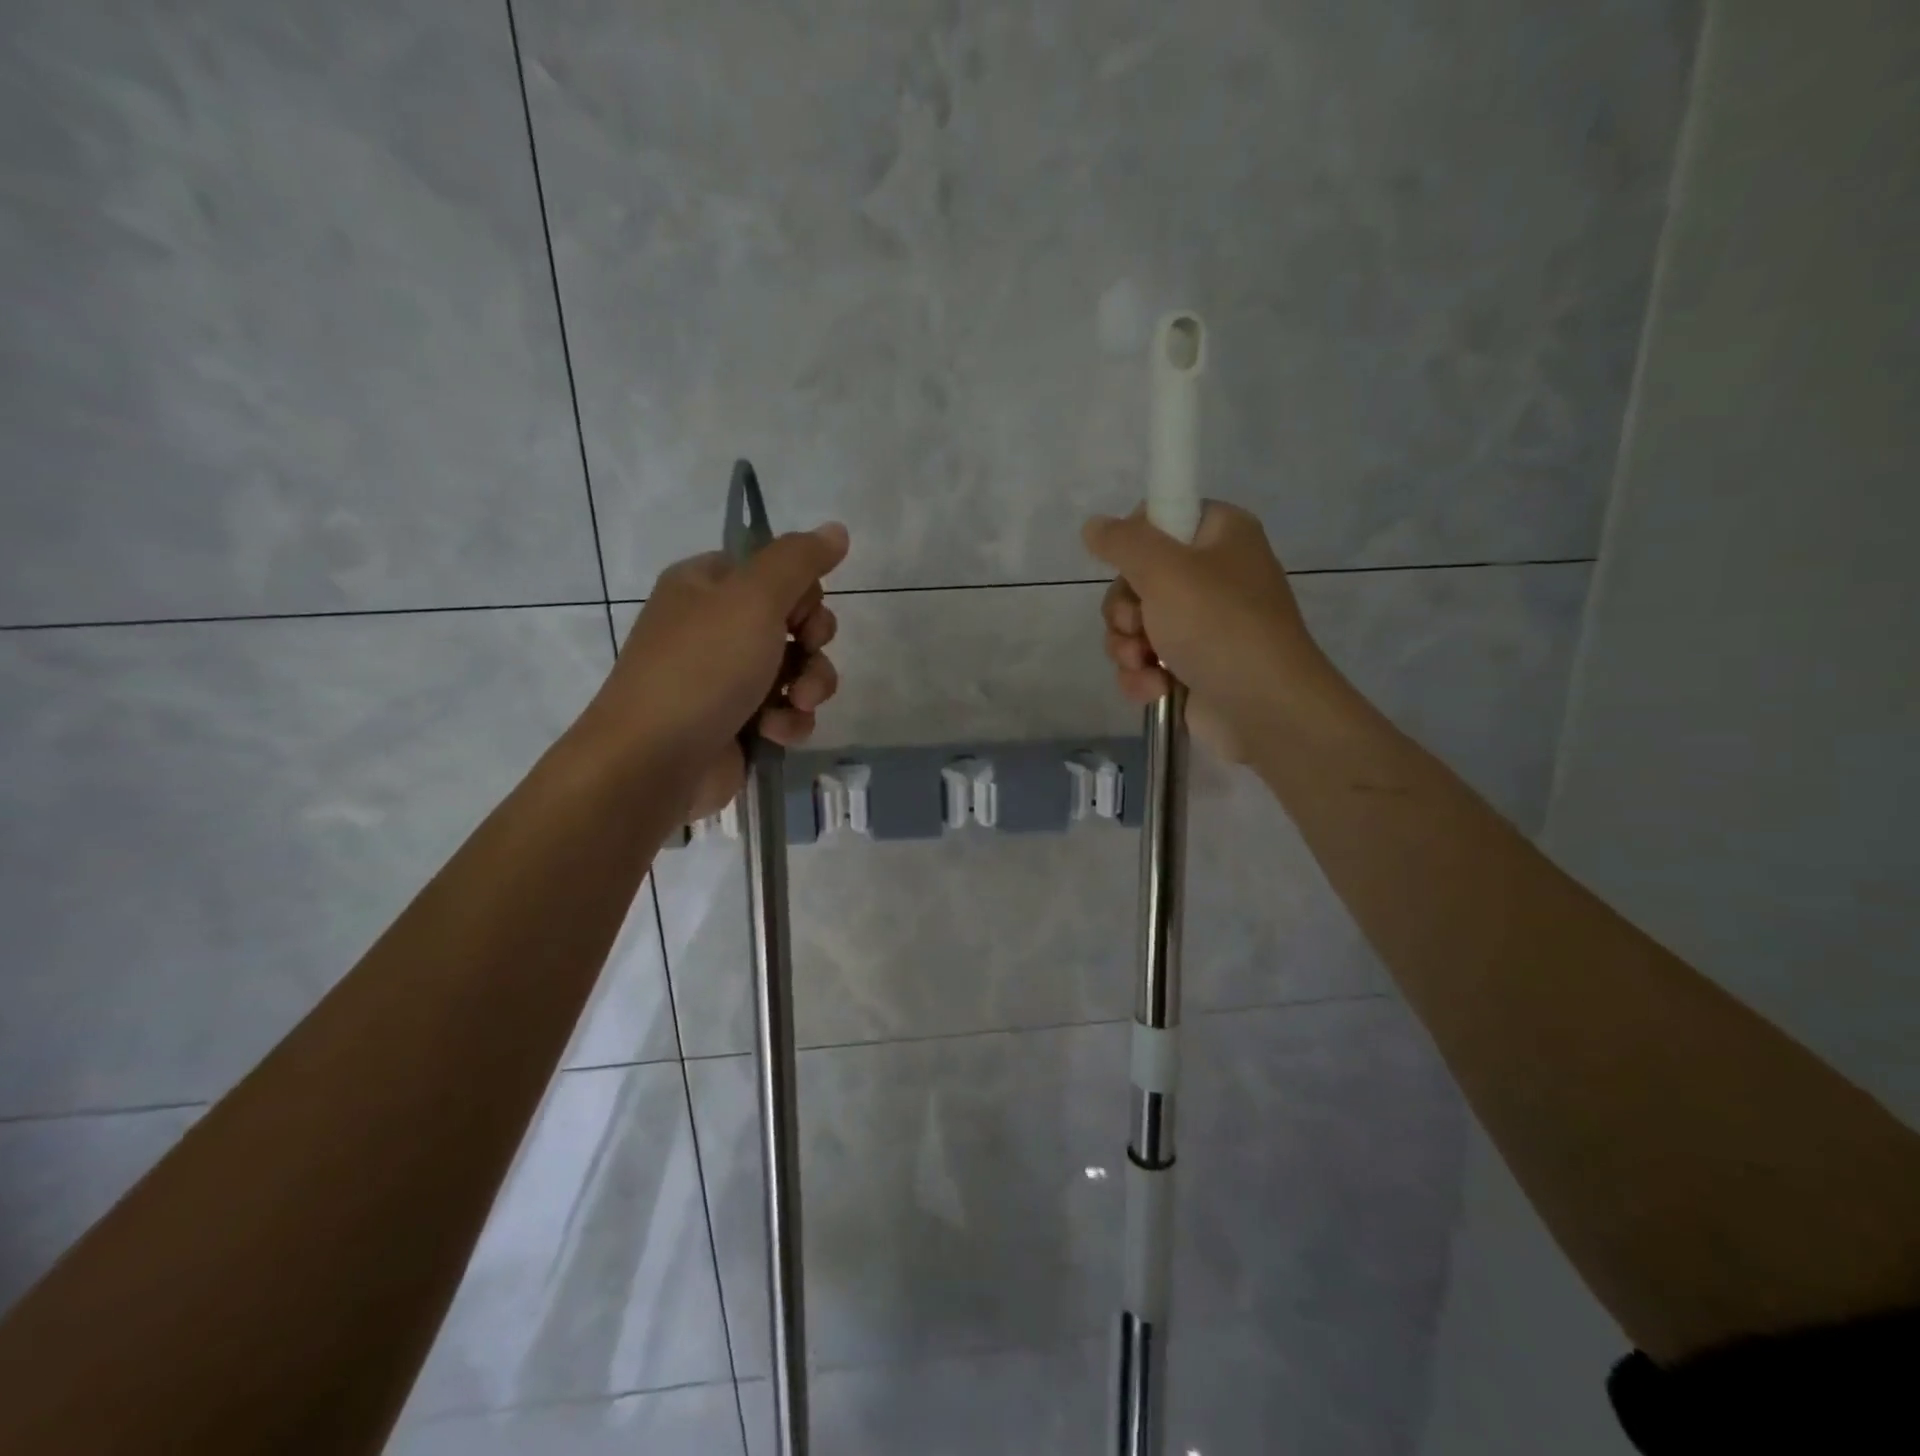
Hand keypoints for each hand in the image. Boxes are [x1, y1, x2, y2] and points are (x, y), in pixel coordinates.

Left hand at [579, 523, 849, 818]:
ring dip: (809, 686)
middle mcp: (716, 627)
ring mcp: (727, 678)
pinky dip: (789, 721)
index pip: (775, 571)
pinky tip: (774, 732)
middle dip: (813, 644)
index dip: (801, 592)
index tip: (799, 613)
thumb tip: (837, 529)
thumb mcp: (753, 599)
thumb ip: (799, 560)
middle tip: (806, 652)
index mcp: (707, 585)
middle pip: (795, 621)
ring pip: (799, 670)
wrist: (653, 761)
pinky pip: (786, 711)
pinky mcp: (739, 723)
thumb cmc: (702, 668)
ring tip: (795, 703)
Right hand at [1083, 502, 1340, 760]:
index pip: (1161, 516)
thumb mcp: (1165, 571)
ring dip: (1126, 647)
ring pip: (1134, 624)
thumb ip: (1123, 542)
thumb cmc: (1218, 626)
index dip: (1134, 542)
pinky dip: (1142, 675)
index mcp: (1220, 534)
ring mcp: (1201, 623)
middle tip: (1137, 625)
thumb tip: (1093, 526)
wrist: (1264, 708)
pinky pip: (1145, 660)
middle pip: (1136, 577)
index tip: (1130, 567)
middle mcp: (1212, 574)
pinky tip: (1155, 688)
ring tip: (1145, 664)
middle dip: (1124, 610)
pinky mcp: (1189, 665)